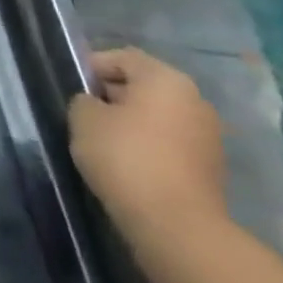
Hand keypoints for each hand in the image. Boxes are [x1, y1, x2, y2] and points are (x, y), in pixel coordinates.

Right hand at [68, 47, 227, 253]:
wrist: (177, 225)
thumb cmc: (125, 157)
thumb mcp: (83, 118)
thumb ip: (84, 100)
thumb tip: (96, 105)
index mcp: (165, 79)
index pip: (122, 57)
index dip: (92, 67)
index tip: (72, 88)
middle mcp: (195, 100)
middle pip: (144, 86)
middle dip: (113, 95)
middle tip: (84, 114)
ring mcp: (208, 135)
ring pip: (158, 116)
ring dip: (131, 122)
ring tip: (103, 141)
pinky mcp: (210, 167)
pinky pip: (169, 142)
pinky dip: (148, 145)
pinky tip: (127, 163)